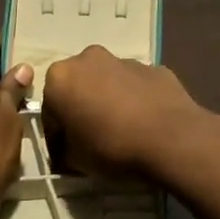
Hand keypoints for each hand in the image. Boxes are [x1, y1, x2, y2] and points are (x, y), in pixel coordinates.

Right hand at [41, 45, 216, 179]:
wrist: (170, 136)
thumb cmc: (111, 146)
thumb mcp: (75, 159)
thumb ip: (65, 149)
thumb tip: (69, 148)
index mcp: (61, 77)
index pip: (49, 110)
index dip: (56, 136)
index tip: (66, 155)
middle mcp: (88, 59)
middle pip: (78, 86)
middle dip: (81, 108)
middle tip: (90, 138)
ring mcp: (123, 59)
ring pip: (107, 81)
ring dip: (108, 100)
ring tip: (121, 130)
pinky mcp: (152, 67)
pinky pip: (134, 85)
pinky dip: (134, 99)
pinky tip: (143, 122)